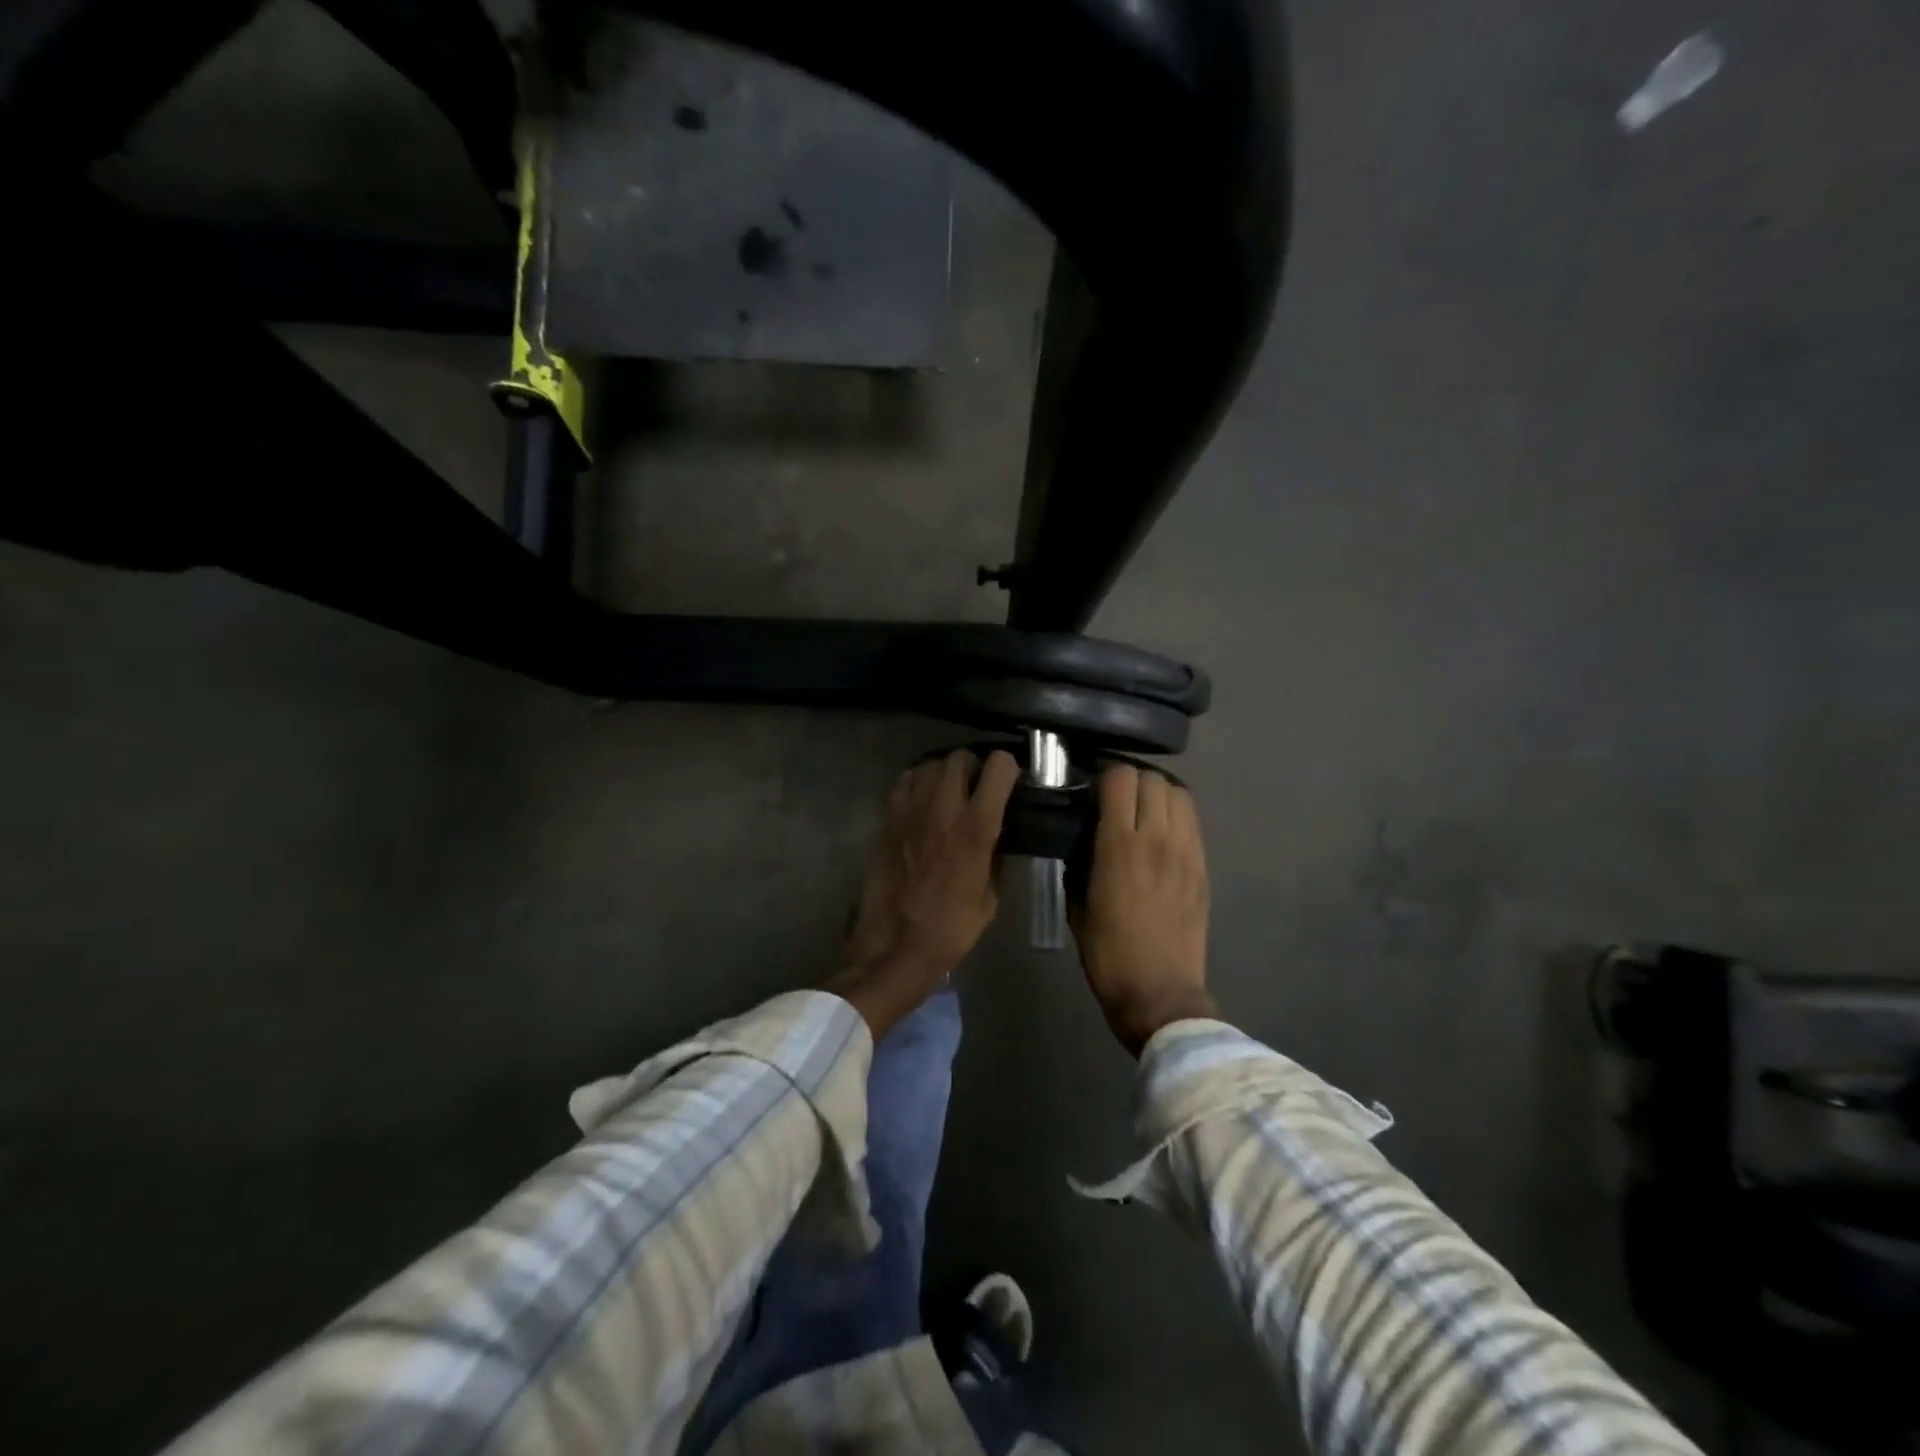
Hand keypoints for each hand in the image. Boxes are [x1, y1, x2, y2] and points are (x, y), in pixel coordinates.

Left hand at [825, 749, 1020, 1037]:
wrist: (895, 944)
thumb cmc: (951, 928)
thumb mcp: (991, 896)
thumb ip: (997, 855)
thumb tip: (1000, 833)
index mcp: (976, 828)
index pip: (998, 768)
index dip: (1009, 769)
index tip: (1011, 781)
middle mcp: (944, 808)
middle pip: (961, 757)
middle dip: (974, 766)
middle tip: (978, 785)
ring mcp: (911, 810)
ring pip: (931, 764)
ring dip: (945, 772)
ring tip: (949, 790)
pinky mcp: (887, 818)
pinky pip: (905, 780)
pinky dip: (917, 781)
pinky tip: (923, 799)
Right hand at [1072, 764, 1214, 1054]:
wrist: (1159, 992)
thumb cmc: (1108, 954)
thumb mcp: (1078, 906)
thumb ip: (1079, 864)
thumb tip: (1082, 838)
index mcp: (1117, 847)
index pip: (1119, 779)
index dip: (1104, 775)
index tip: (1092, 788)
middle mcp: (1155, 839)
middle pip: (1152, 779)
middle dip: (1131, 781)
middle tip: (1117, 798)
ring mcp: (1185, 851)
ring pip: (1179, 793)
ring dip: (1158, 793)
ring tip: (1143, 809)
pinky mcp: (1203, 867)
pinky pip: (1193, 821)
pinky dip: (1177, 814)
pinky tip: (1163, 831)